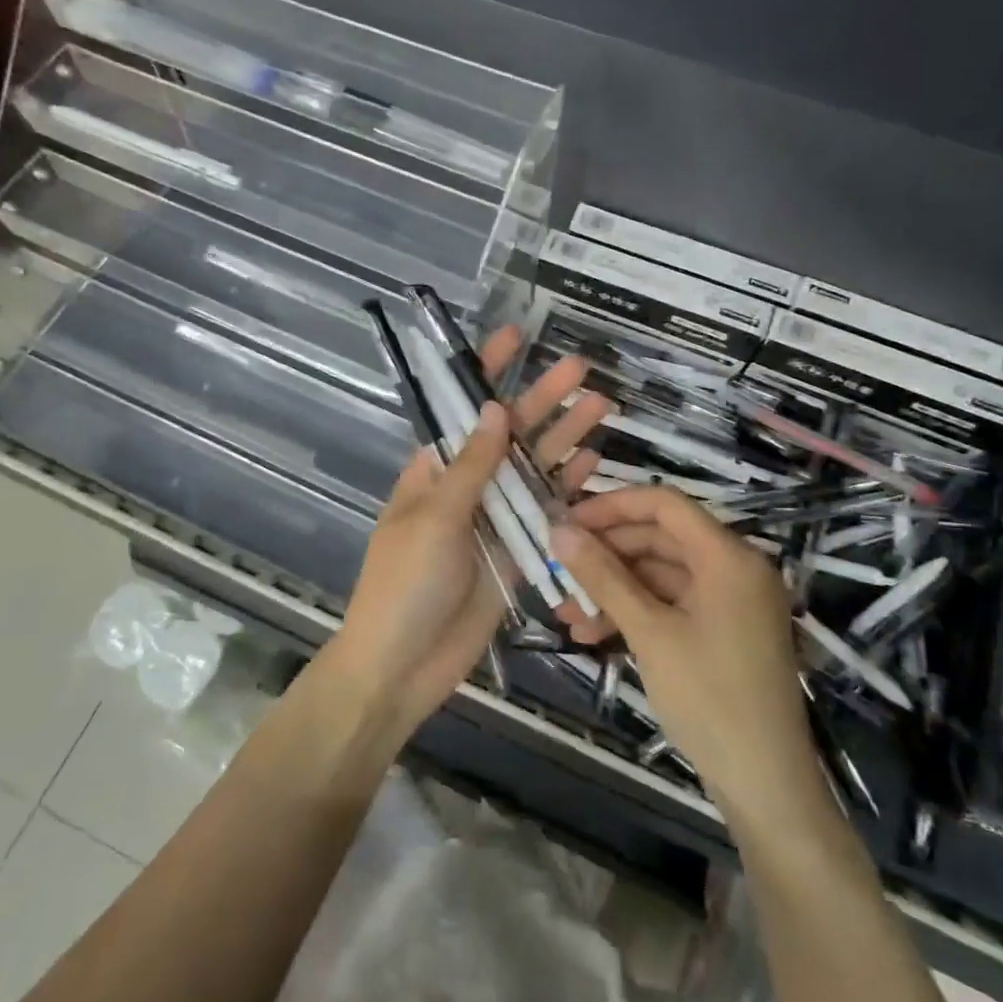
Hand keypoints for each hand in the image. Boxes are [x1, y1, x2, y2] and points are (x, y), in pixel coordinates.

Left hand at [329, 325, 610, 734]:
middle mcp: (467, 486)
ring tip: (600, 405)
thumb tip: (494, 409)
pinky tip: (594, 461)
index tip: (516, 336)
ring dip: (563, 436)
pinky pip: (545, 512)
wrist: (402, 666)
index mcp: (434, 470)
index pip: (463, 408)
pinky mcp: (517, 551)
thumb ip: (471, 468)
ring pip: (533, 468)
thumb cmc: (404, 584)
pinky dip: (567, 488)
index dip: (485, 371)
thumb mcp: (435, 519)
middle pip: (509, 433)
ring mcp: (494, 518)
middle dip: (541, 399)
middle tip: (580, 368)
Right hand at [550, 486, 811, 810]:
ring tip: (566, 612)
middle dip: (606, 555)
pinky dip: (634, 613)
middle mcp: (734, 568)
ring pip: (660, 575)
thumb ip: (604, 577)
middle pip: (660, 539)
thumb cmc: (709, 698)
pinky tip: (592, 633)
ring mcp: (730, 602)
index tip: (567, 522)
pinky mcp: (723, 631)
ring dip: (613, 589)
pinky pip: (671, 604)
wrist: (765, 785)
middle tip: (558, 570)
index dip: (612, 506)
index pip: (664, 505)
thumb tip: (559, 531)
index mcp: (728, 557)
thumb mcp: (649, 633)